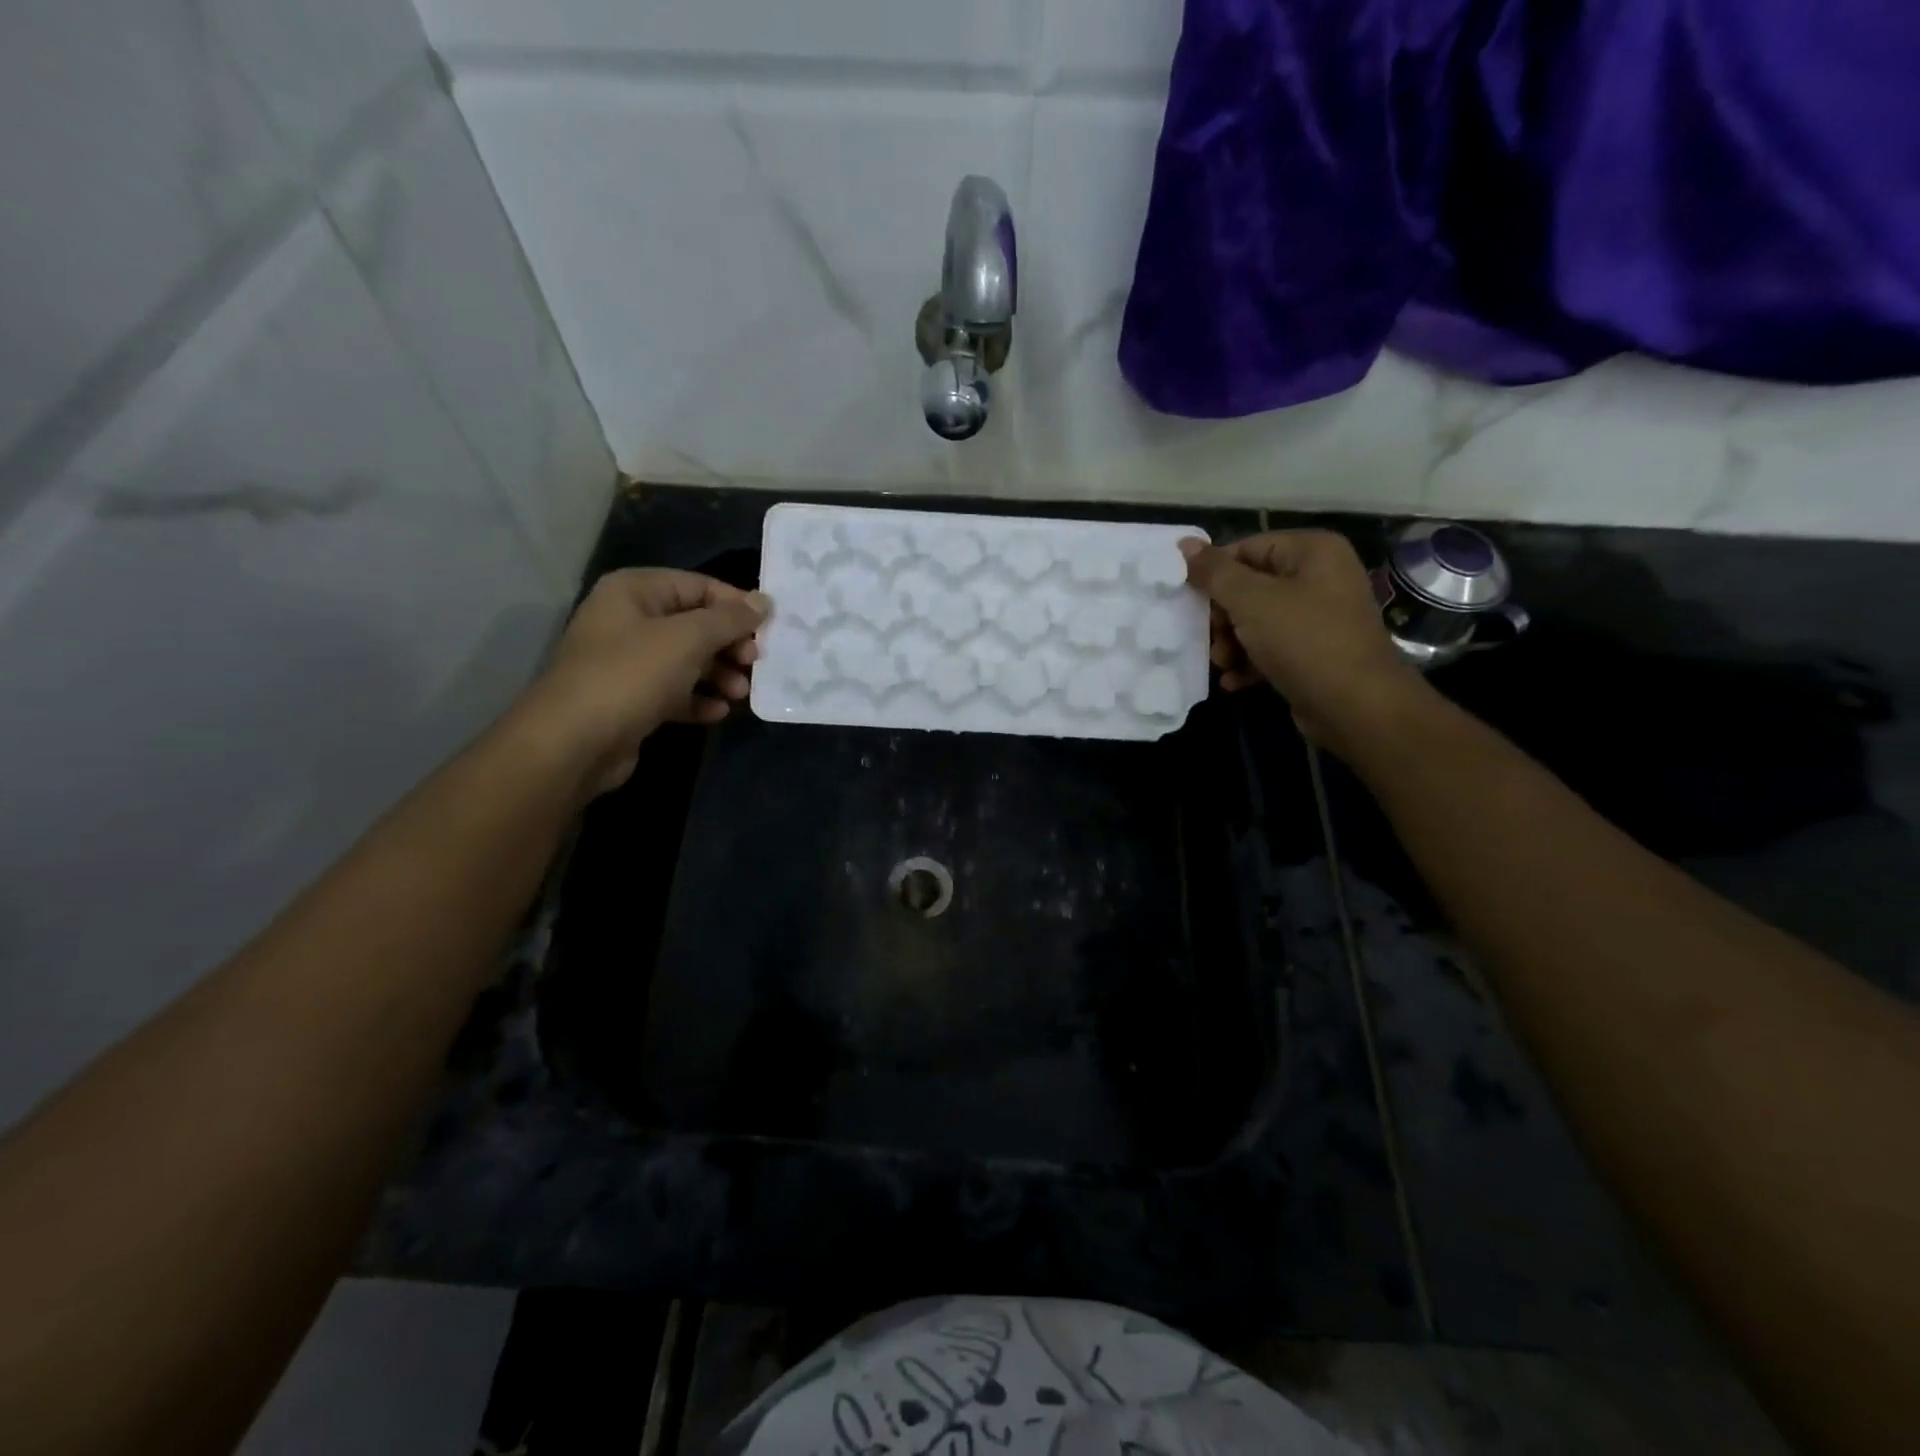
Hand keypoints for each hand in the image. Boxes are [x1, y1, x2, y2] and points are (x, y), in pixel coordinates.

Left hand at [519, 568, 768, 795]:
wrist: (574, 742)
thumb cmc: (632, 675)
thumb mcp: (688, 639)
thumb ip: (730, 619)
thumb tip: (764, 601)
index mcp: (635, 591)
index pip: (699, 586)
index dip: (736, 606)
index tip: (769, 630)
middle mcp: (629, 620)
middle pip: (695, 624)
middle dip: (730, 645)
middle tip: (755, 664)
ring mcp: (627, 661)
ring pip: (688, 660)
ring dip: (720, 674)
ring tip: (741, 693)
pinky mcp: (631, 699)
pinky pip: (675, 691)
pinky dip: (699, 699)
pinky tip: (718, 712)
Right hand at [1180, 531, 1428, 751]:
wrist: (1355, 706)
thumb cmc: (1303, 640)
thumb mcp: (1251, 601)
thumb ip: (1214, 572)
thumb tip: (1183, 544)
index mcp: (1311, 551)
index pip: (1246, 549)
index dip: (1214, 574)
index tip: (1189, 602)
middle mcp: (1319, 577)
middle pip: (1249, 588)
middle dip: (1222, 618)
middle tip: (1210, 639)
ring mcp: (1318, 617)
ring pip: (1256, 621)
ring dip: (1231, 644)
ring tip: (1223, 664)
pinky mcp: (1313, 653)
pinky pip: (1271, 648)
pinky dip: (1249, 662)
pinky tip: (1234, 681)